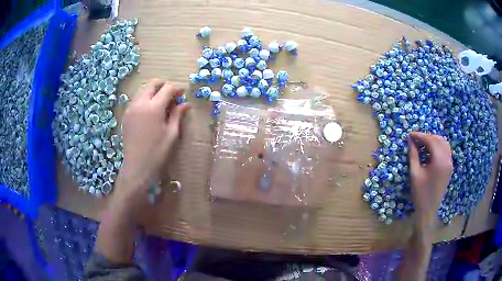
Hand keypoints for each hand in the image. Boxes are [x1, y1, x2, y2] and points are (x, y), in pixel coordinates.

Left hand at [116, 79, 188, 207]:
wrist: (137, 167)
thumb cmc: (157, 153)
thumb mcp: (172, 134)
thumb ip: (177, 115)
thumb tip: (185, 104)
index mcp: (154, 107)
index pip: (167, 88)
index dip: (176, 89)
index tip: (182, 95)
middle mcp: (140, 103)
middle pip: (152, 83)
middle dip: (163, 85)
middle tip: (171, 95)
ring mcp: (131, 108)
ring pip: (143, 90)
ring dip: (153, 91)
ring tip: (161, 104)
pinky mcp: (126, 115)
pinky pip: (137, 99)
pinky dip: (145, 99)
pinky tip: (150, 112)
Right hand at [408, 132, 452, 231]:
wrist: (428, 211)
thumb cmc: (420, 193)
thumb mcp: (415, 173)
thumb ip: (413, 155)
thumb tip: (410, 140)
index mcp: (439, 161)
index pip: (430, 141)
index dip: (420, 136)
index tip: (410, 135)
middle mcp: (447, 159)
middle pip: (438, 140)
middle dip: (427, 137)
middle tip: (416, 139)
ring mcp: (450, 164)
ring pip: (444, 144)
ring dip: (433, 140)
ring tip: (423, 144)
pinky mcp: (449, 168)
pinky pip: (446, 151)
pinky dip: (438, 147)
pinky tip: (430, 152)